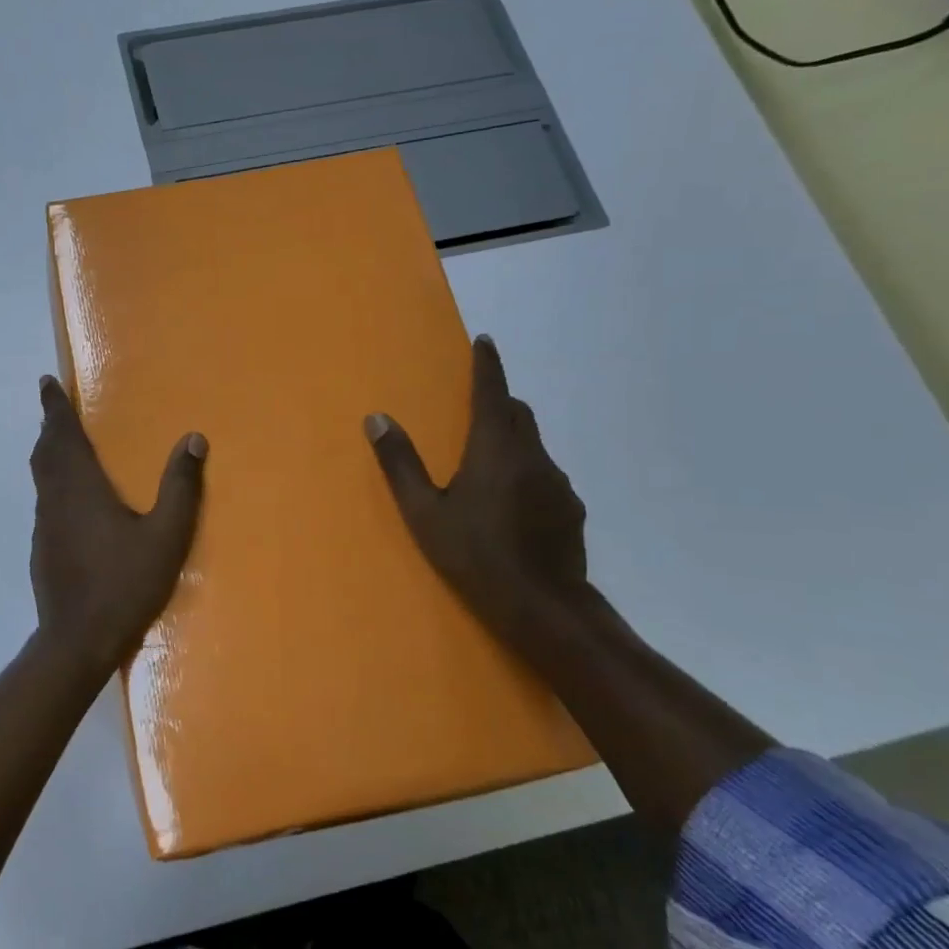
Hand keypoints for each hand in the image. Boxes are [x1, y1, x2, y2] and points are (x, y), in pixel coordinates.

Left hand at [29, 375, 206, 674]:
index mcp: (81, 488)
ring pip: (42, 477)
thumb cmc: (124, 583)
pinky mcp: (42, 549)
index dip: (54, 407)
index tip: (46, 381)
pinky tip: (70, 498)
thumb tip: (194, 438)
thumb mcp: (166, 535)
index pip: (62, 434)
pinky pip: (45, 500)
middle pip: (46, 452)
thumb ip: (181, 486)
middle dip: (50, 425)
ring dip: (49, 453)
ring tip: (61, 443)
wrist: (77, 640)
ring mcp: (44, 526)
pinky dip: (52, 481)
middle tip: (55, 407)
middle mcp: (56, 499)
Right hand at [365, 335, 587, 639]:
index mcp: (494, 449)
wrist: (542, 607)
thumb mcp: (424, 512)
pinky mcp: (572, 509)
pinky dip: (527, 473)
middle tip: (475, 409)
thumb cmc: (474, 555)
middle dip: (498, 402)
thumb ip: (400, 463)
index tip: (485, 341)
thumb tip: (377, 419)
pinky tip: (513, 506)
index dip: (487, 365)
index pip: (492, 392)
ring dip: (513, 441)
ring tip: (489, 466)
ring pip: (533, 445)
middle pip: (517, 413)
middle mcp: (532, 456)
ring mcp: (558, 483)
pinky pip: (546, 476)